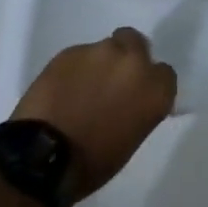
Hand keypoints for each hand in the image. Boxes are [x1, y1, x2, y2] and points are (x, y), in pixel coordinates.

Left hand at [13, 28, 176, 200]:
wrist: (43, 157)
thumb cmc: (92, 162)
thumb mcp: (130, 139)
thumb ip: (139, 108)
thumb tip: (132, 100)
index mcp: (154, 89)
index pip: (164, 74)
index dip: (149, 83)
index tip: (137, 95)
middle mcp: (133, 62)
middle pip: (137, 44)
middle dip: (127, 57)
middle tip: (111, 81)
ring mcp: (101, 52)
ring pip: (106, 48)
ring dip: (99, 63)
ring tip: (81, 88)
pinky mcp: (71, 50)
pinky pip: (79, 56)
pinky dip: (74, 69)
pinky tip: (61, 89)